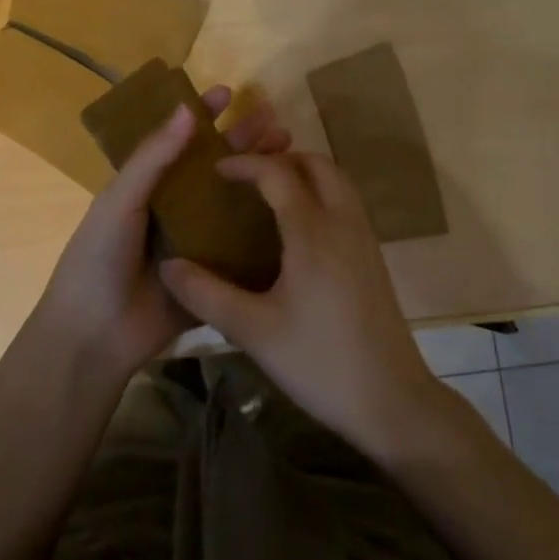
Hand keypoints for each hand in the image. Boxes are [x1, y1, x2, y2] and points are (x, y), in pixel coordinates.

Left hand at [31, 85, 290, 384]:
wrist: (95, 334)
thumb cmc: (99, 257)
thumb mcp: (120, 200)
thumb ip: (152, 157)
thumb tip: (187, 109)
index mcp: (149, 186)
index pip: (180, 141)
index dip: (202, 116)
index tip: (229, 93)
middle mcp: (176, 207)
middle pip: (216, 166)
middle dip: (243, 141)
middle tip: (276, 121)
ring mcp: (198, 240)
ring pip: (234, 200)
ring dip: (259, 176)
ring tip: (291, 153)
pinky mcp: (214, 273)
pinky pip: (243, 244)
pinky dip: (265, 225)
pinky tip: (294, 208)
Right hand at [158, 152, 440, 454]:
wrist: (391, 399)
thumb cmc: (319, 362)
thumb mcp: (253, 331)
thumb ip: (206, 294)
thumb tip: (167, 266)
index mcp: (313, 232)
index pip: (278, 174)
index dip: (245, 164)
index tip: (216, 170)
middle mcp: (343, 222)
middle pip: (317, 164)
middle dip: (280, 159)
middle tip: (246, 178)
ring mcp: (364, 238)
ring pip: (337, 181)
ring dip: (304, 175)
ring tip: (268, 197)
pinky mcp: (373, 257)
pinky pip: (346, 204)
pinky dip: (321, 195)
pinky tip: (297, 231)